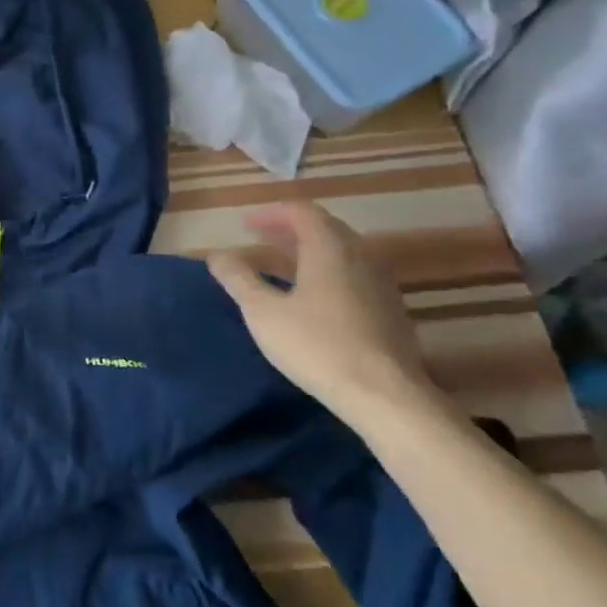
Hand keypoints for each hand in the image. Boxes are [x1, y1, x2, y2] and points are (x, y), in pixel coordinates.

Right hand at [205, 202, 454, 437]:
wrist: (384, 395)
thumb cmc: (317, 346)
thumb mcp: (263, 312)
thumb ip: (238, 279)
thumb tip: (217, 255)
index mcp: (329, 248)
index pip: (301, 211)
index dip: (271, 213)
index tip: (246, 224)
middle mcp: (360, 256)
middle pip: (324, 227)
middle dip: (289, 229)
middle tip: (260, 239)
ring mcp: (380, 282)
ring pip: (341, 252)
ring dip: (308, 250)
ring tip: (281, 264)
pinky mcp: (389, 309)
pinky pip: (353, 274)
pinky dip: (327, 271)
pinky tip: (312, 295)